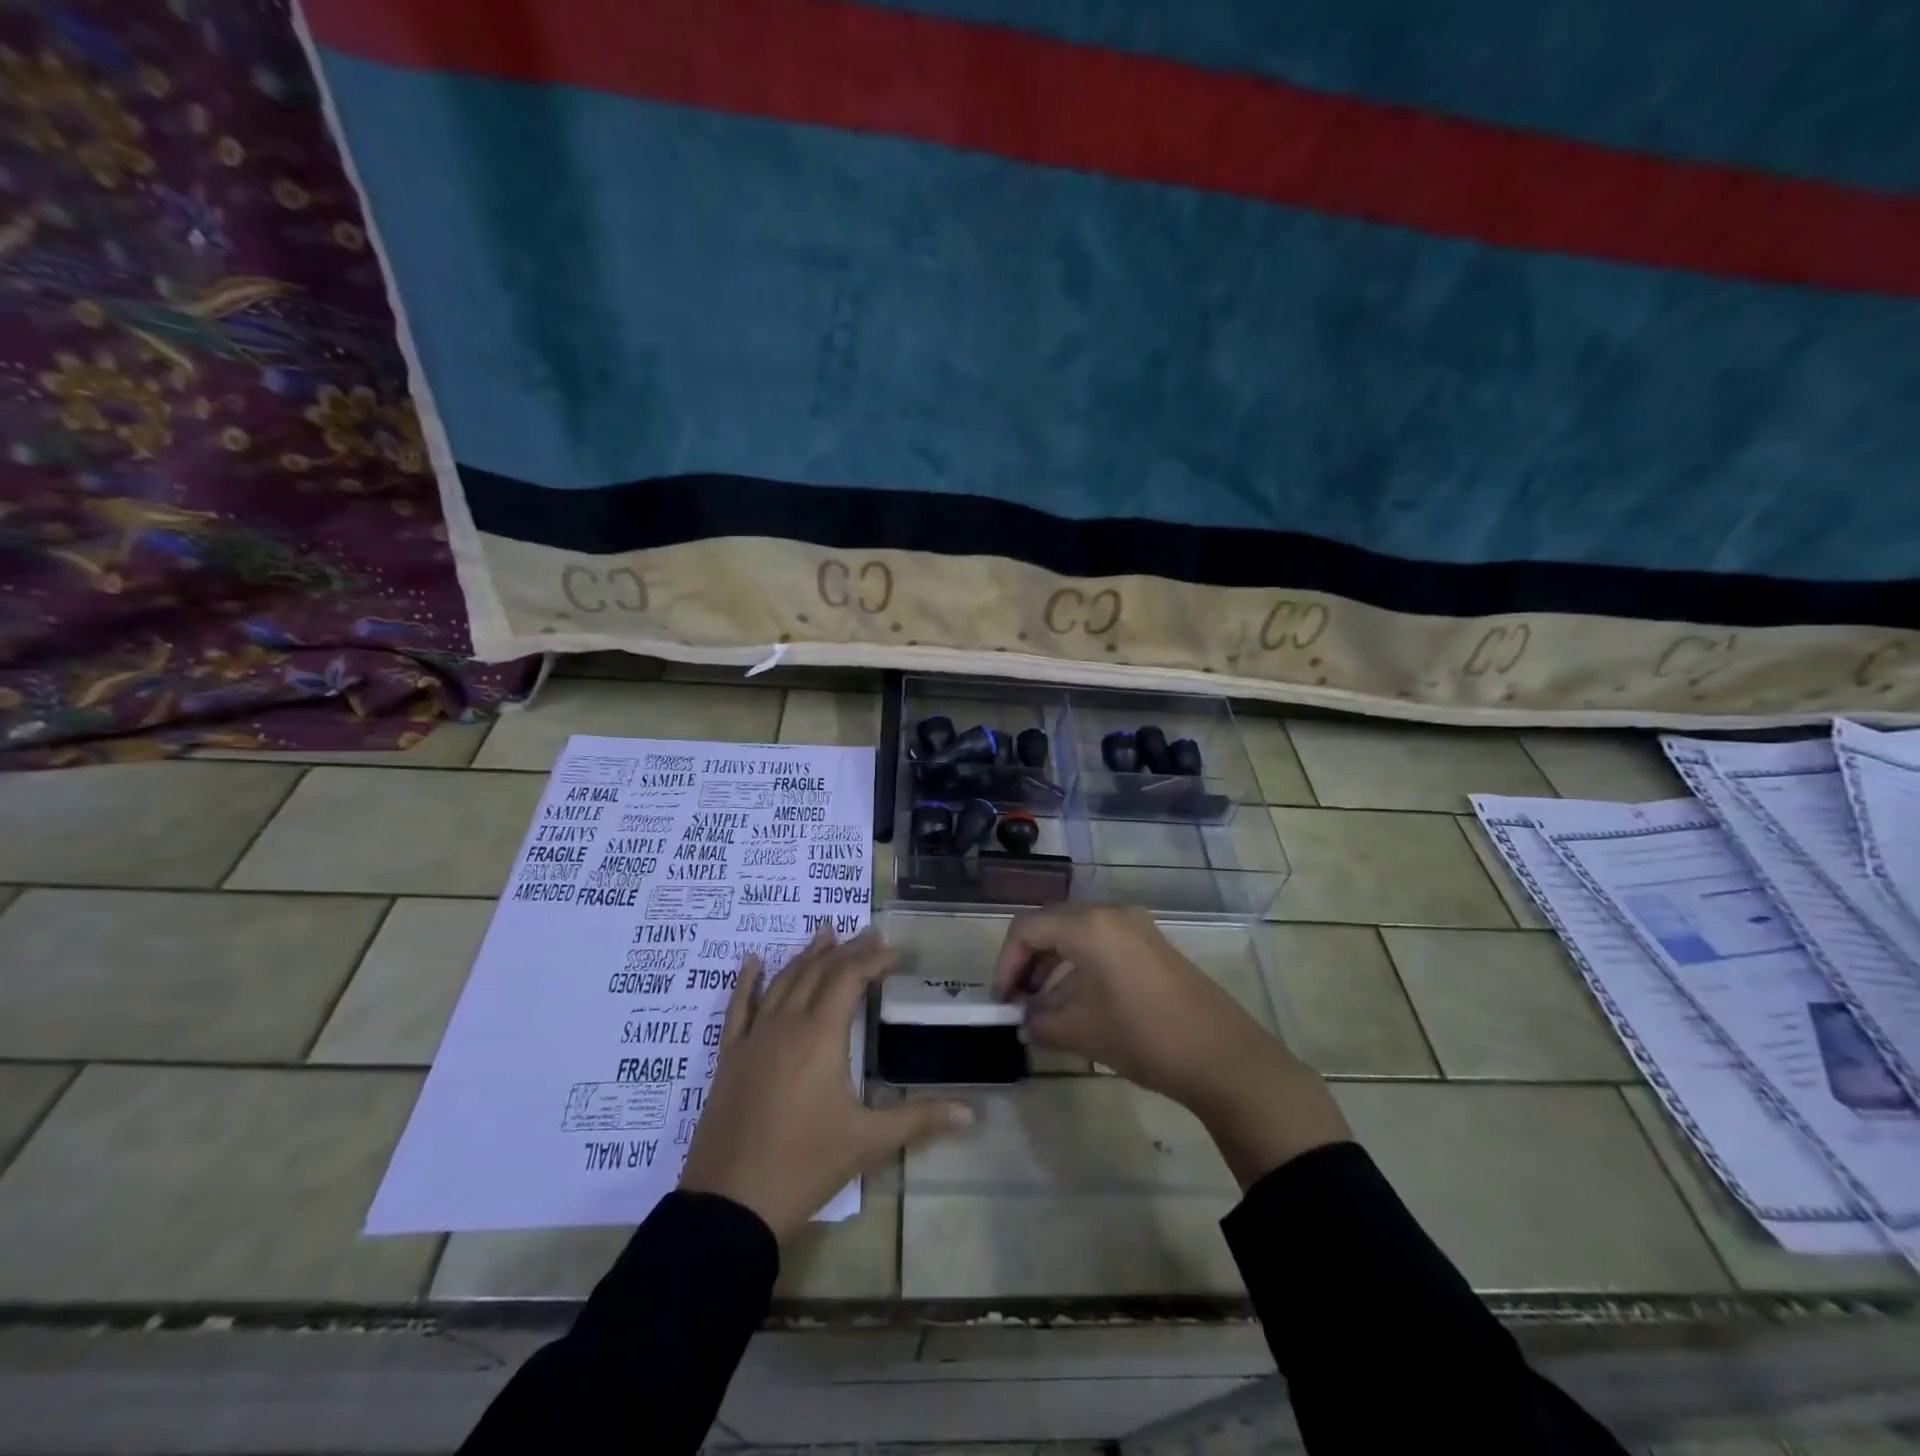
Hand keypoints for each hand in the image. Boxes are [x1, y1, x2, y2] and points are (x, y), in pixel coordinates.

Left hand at [679, 927, 973, 1241]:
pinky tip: (753, 961)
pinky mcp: (729, 1058)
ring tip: (826, 934)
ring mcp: (753, 1039)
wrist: (729, 1206)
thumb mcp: (867, 1142)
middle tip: (869, 934)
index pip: (849, 978)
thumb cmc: (803, 1167)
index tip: (895, 953)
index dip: (873, 959)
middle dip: (846, 950)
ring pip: (782, 982)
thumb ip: (919, 1119)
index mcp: (820, 1036)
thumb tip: (972, 1113)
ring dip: (806, 956)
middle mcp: (786, 1025)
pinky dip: (746, 981)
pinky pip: (737, 1008)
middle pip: (817, 972)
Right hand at [991, 905, 1348, 1188]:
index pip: (1027, 929)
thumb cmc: (1144, 1037)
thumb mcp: (1082, 1032)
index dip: (1005, 963)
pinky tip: (1076, 1004)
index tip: (1001, 1001)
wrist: (1224, 1058)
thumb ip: (1041, 1023)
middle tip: (1017, 1002)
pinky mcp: (1153, 945)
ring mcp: (1136, 927)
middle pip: (1051, 925)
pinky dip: (1080, 967)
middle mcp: (1111, 914)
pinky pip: (1102, 945)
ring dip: (1053, 966)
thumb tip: (1024, 1022)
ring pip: (1077, 935)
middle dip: (1027, 962)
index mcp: (1089, 925)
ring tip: (1043, 1008)